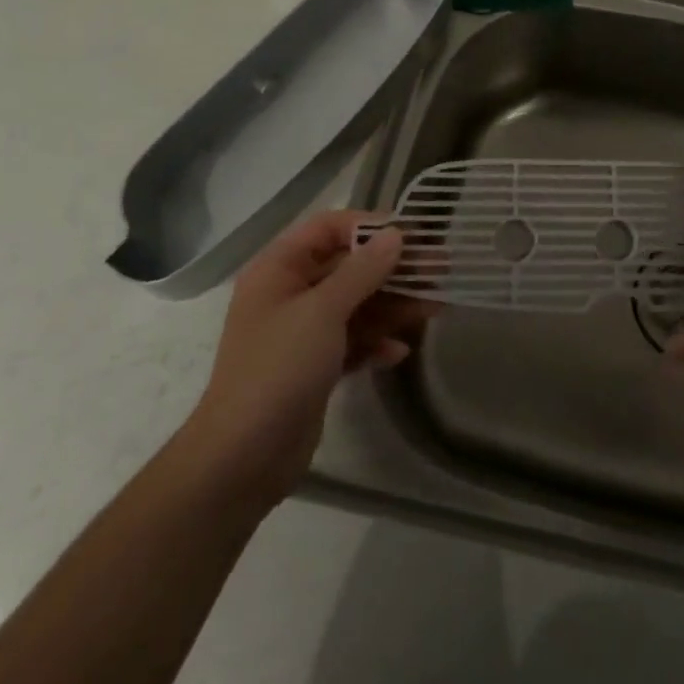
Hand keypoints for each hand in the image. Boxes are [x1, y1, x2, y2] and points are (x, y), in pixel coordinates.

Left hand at [182, 212, 429, 494]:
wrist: (243, 457)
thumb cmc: (278, 369)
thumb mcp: (323, 312)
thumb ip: (362, 271)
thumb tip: (396, 234)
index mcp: (279, 269)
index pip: (327, 228)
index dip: (369, 226)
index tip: (412, 234)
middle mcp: (290, 293)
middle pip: (349, 267)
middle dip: (393, 268)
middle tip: (440, 268)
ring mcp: (303, 332)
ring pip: (357, 304)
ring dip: (394, 305)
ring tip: (436, 307)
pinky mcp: (316, 366)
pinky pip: (354, 340)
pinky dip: (377, 342)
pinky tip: (400, 351)